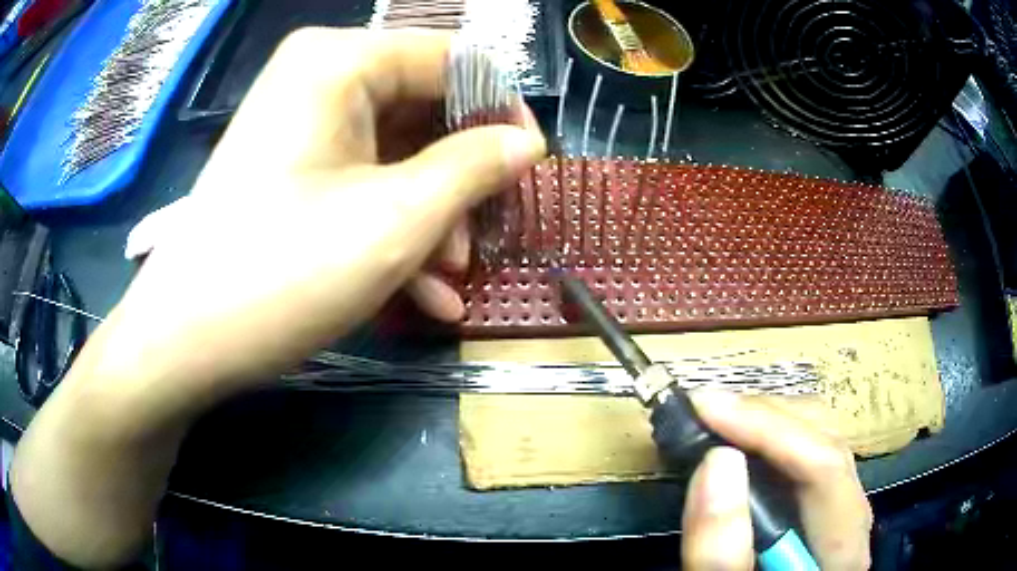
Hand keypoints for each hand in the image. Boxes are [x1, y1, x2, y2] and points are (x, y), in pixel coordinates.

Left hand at [97, 28, 544, 406]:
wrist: (184, 340)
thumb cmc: (281, 273)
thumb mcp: (395, 219)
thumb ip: (474, 167)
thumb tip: (525, 143)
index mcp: (340, 61)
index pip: (454, 59)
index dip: (502, 109)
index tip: (530, 168)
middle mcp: (319, 78)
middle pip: (424, 108)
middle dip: (463, 177)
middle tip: (488, 234)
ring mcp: (302, 126)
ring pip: (396, 152)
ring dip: (433, 215)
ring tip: (451, 277)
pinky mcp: (291, 169)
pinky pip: (361, 180)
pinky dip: (393, 227)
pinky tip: (422, 291)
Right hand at [681, 392, 872, 570]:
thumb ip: (721, 552)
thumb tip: (718, 459)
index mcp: (843, 549)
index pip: (825, 468)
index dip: (768, 429)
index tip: (706, 408)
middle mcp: (852, 519)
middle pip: (828, 441)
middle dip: (766, 417)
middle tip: (706, 410)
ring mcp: (840, 510)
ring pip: (821, 439)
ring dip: (767, 421)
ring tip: (718, 418)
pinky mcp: (820, 508)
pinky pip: (806, 455)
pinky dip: (769, 439)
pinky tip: (740, 441)